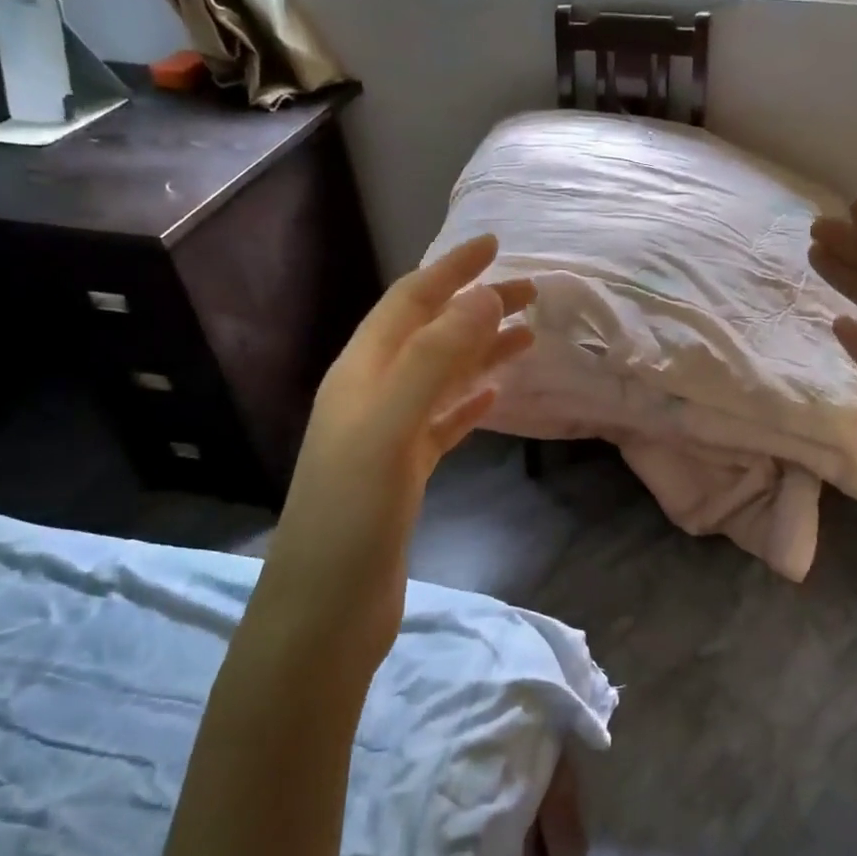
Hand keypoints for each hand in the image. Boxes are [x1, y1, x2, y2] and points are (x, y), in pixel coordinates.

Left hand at [263, 235, 533, 672]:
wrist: (325, 609)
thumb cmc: (352, 516)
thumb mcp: (390, 427)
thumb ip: (434, 360)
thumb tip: (482, 298)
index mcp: (360, 375)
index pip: (409, 303)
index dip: (451, 271)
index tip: (494, 245)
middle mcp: (369, 396)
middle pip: (429, 335)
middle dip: (476, 308)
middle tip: (531, 293)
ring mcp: (385, 437)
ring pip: (439, 378)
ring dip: (479, 352)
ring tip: (527, 336)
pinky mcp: (401, 475)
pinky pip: (441, 423)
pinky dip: (468, 403)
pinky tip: (495, 398)